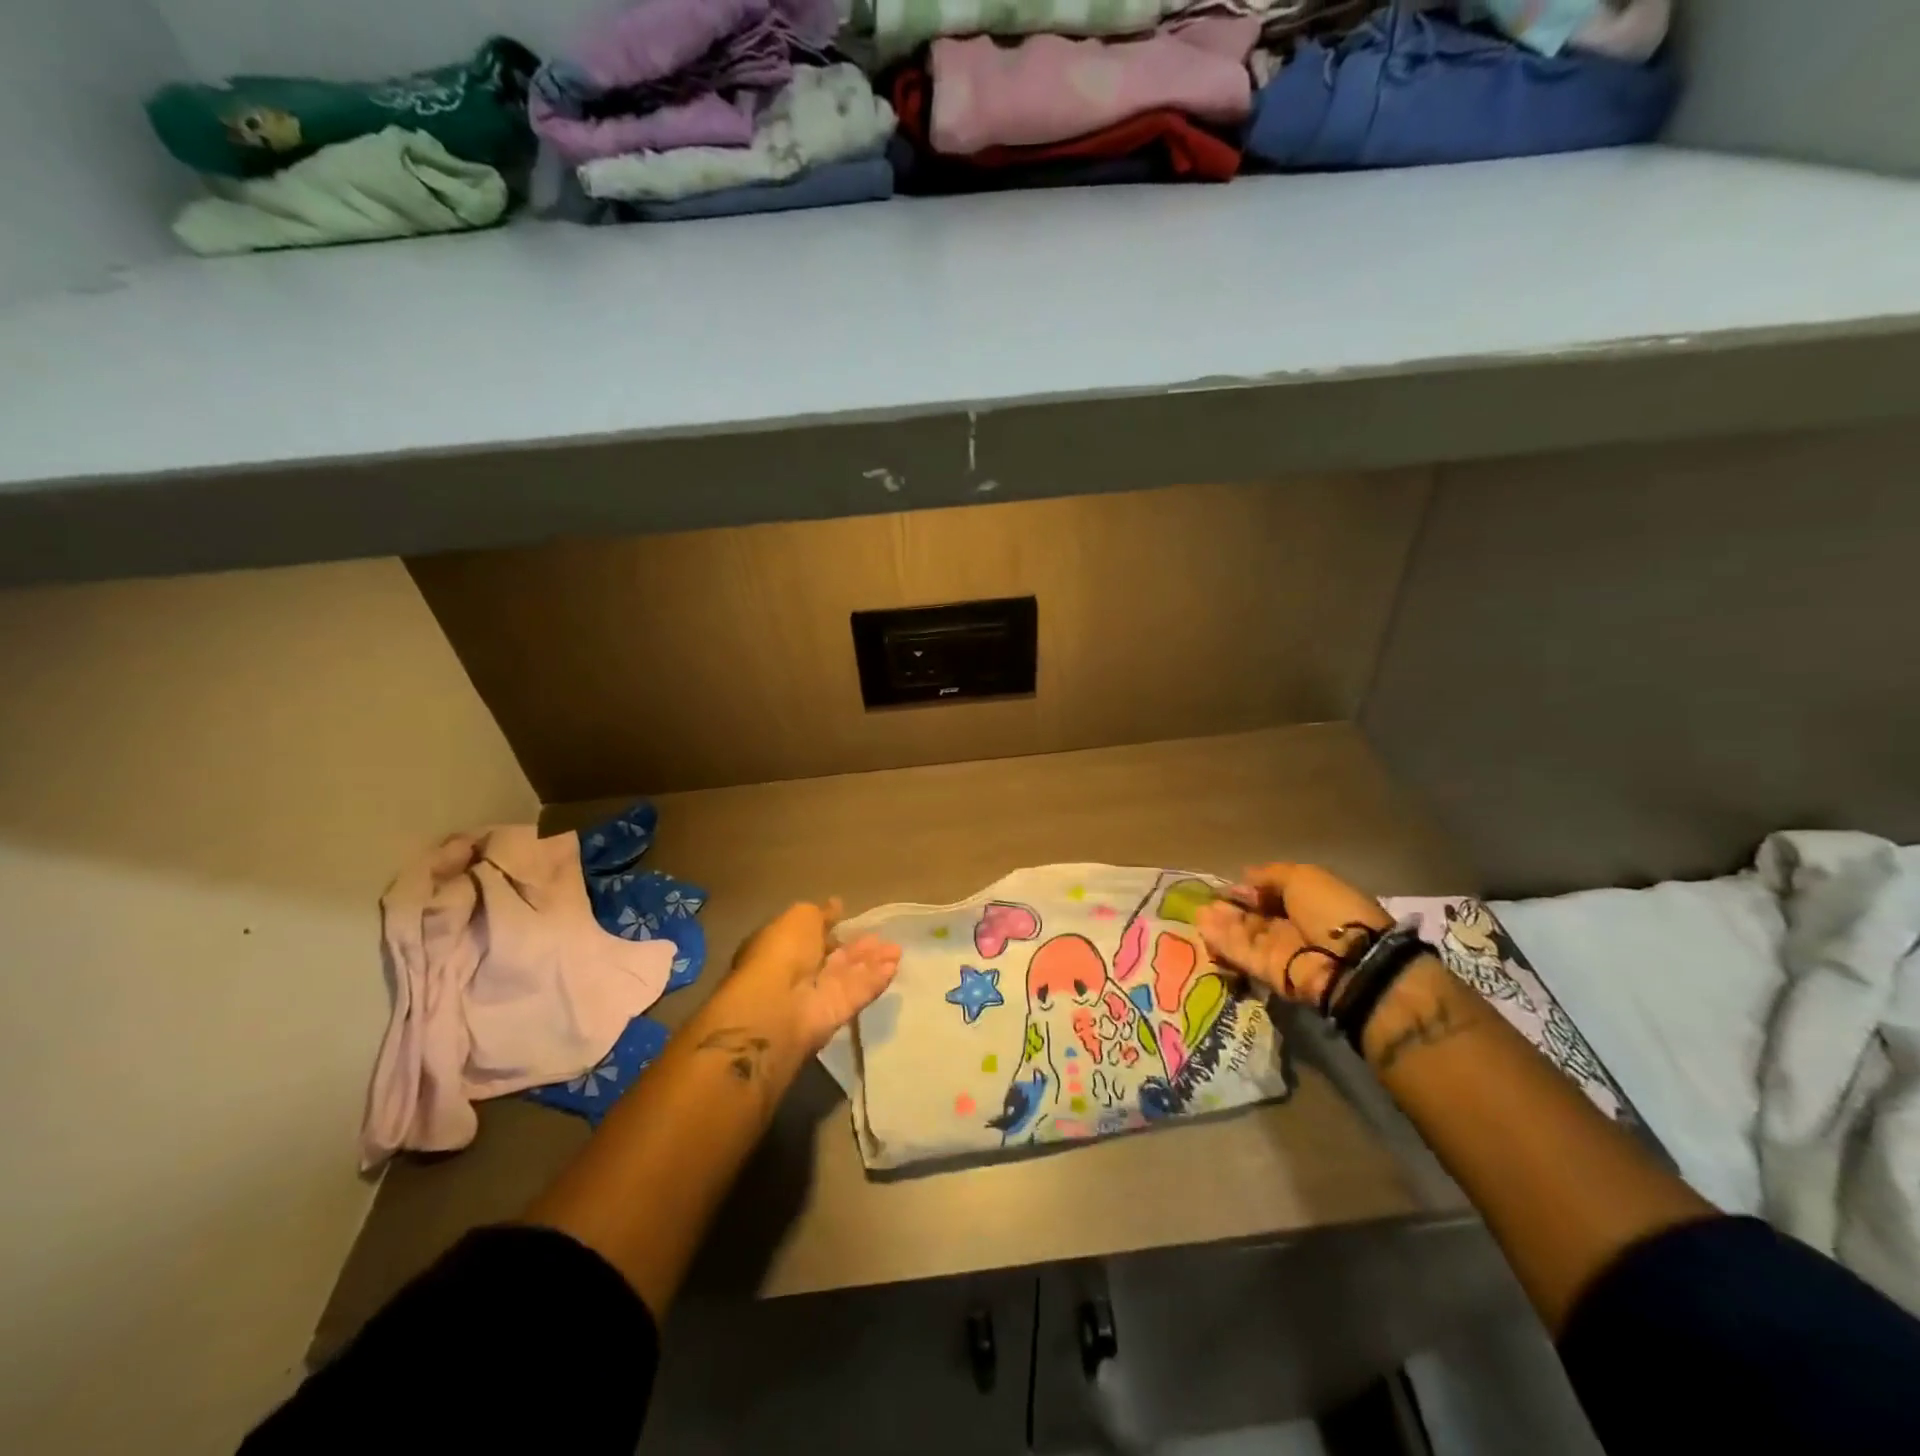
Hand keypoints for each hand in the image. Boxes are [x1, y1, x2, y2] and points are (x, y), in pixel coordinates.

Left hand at [728, 898, 900, 1053]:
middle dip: (858, 948)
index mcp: (783, 947)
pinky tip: (893, 966)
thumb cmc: (783, 951)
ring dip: (872, 961)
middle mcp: (799, 972)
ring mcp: (817, 995)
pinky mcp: (836, 1015)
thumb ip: (822, 913)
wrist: (779, 1004)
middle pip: (834, 958)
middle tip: (882, 937)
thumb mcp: (801, 917)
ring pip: (850, 975)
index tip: (850, 919)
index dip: (830, 929)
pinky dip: (875, 979)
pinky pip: (858, 993)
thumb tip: (836, 905)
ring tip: (896, 949)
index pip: (811, 937)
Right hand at [1195, 864, 1392, 1005]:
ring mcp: (1279, 951)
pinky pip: (1242, 954)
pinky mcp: (1267, 972)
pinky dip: (1223, 942)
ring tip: (1199, 913)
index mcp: (1307, 903)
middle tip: (1206, 901)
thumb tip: (1244, 878)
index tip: (1230, 887)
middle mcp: (1293, 927)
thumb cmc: (1329, 910)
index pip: (1271, 895)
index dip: (1250, 890)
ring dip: (1222, 924)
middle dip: (1231, 908)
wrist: (1348, 960)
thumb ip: (1269, 876)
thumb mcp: (1302, 877)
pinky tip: (1203, 929)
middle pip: (1255, 917)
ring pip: (1244, 936)